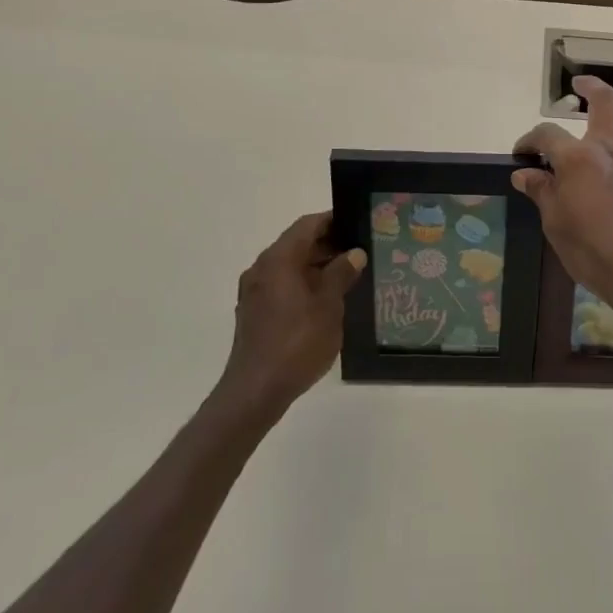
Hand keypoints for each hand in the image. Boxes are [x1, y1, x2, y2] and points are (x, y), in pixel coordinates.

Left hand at [215, 212, 364, 419]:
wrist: (255, 391)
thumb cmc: (297, 342)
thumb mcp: (329, 306)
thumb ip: (341, 274)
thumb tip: (354, 253)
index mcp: (278, 259)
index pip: (307, 225)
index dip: (332, 220)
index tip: (357, 223)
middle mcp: (262, 268)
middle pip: (297, 244)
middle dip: (327, 245)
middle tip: (359, 251)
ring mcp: (254, 291)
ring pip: (289, 266)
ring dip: (316, 266)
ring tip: (348, 276)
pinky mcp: (253, 311)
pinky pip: (282, 285)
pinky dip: (303, 283)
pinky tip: (325, 300)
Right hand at [513, 76, 612, 342]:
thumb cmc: (595, 254)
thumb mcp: (556, 225)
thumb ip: (542, 193)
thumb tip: (525, 174)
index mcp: (578, 159)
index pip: (547, 135)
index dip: (529, 141)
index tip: (521, 155)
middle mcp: (611, 147)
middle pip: (604, 100)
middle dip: (589, 87)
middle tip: (578, 86)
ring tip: (611, 99)